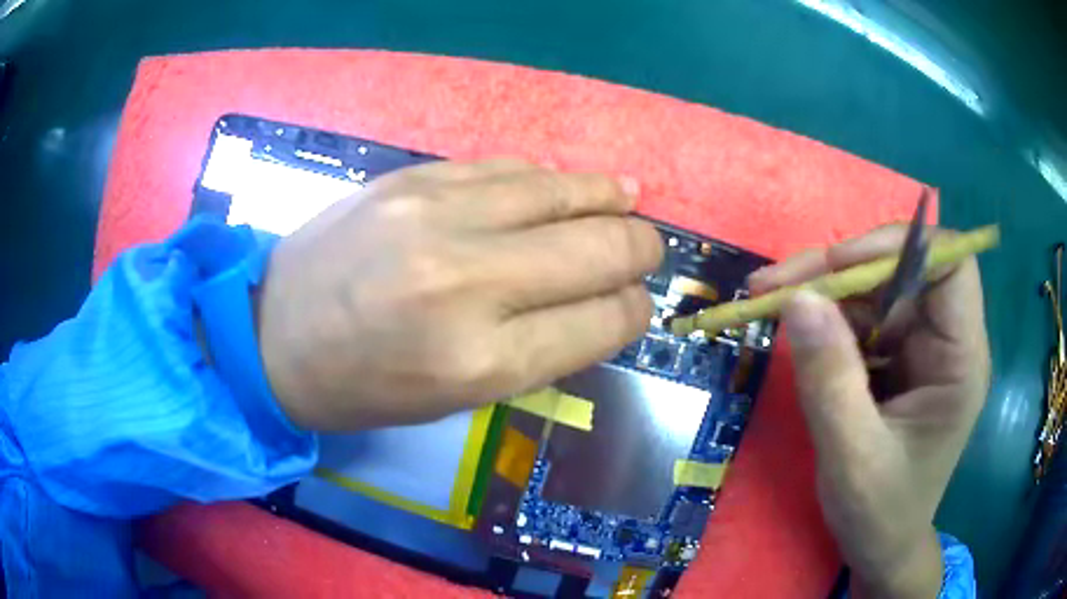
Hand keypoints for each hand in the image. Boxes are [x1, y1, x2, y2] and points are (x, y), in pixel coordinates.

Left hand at [256, 160, 662, 430]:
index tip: (638, 302)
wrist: (271, 334)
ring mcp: (436, 218)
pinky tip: (567, 184)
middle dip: (640, 249)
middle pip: (597, 250)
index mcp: (482, 362)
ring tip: (628, 200)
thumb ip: (536, 349)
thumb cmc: (362, 386)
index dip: (633, 309)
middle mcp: (469, 283)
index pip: (600, 321)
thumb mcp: (455, 397)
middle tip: (648, 249)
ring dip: (608, 198)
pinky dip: (548, 178)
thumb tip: (600, 303)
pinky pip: (507, 168)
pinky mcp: (411, 180)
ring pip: (560, 192)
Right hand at [749, 227, 989, 598]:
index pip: (950, 265)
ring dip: (826, 291)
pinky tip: (796, 330)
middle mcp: (947, 341)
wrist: (882, 547)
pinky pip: (865, 318)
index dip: (899, 247)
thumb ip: (830, 381)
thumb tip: (799, 300)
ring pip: (878, 289)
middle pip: (904, 270)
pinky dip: (827, 318)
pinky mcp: (900, 358)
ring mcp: (922, 348)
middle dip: (842, 270)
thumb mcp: (851, 457)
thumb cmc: (880, 513)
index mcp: (960, 360)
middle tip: (776, 284)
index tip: (839, 265)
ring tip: (770, 301)